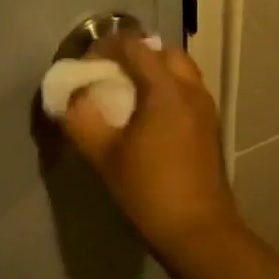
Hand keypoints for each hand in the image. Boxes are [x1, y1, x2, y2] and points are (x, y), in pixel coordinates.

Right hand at [56, 35, 242, 259]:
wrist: (199, 231)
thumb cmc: (149, 190)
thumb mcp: (104, 155)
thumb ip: (82, 119)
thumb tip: (68, 98)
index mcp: (165, 89)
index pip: (134, 47)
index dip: (106, 47)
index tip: (86, 64)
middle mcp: (190, 89)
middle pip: (163, 53)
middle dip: (134, 55)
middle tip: (109, 75)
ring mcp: (205, 108)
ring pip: (179, 72)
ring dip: (153, 72)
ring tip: (127, 95)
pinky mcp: (210, 128)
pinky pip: (187, 92)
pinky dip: (167, 90)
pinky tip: (148, 118)